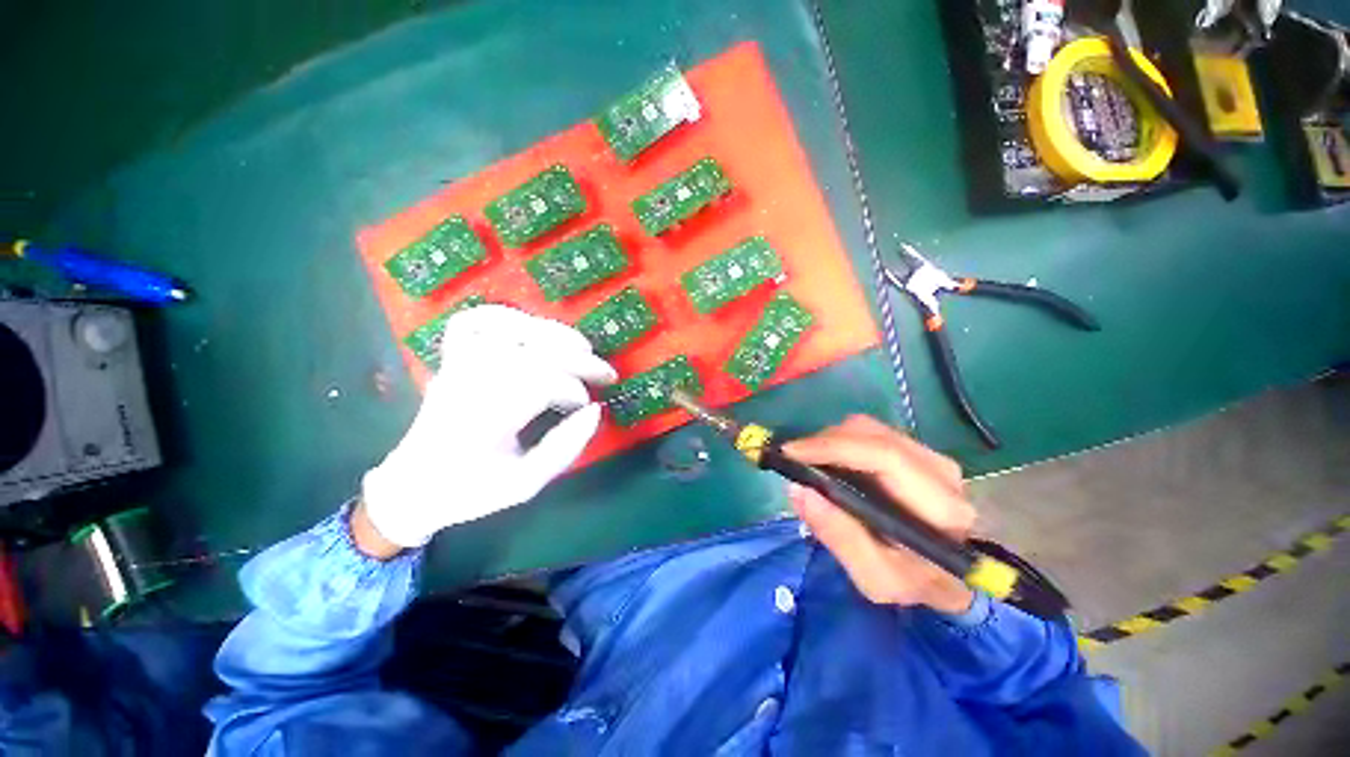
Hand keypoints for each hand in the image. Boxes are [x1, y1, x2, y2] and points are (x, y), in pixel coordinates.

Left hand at [362, 305, 615, 547]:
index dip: (573, 390)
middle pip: (531, 351)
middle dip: (578, 359)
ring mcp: (456, 365)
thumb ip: (563, 449)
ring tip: (582, 348)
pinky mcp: (450, 358)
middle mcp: (468, 383)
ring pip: (508, 328)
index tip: (588, 406)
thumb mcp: (524, 485)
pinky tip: (532, 328)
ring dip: (554, 333)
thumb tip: (597, 411)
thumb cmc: (471, 490)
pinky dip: (504, 316)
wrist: (413, 488)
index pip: (538, 384)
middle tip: (606, 373)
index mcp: (483, 420)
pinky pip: (471, 321)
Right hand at [782, 415, 976, 613]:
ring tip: (810, 465)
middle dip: (825, 442)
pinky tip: (829, 464)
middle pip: (871, 434)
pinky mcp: (915, 452)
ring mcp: (929, 456)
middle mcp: (939, 470)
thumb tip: (798, 490)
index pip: (884, 456)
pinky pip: (869, 434)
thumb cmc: (912, 584)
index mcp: (939, 506)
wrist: (946, 579)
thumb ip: (839, 536)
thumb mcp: (874, 577)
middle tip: (795, 463)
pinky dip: (840, 443)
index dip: (832, 447)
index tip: (791, 453)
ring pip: (867, 428)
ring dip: (831, 441)